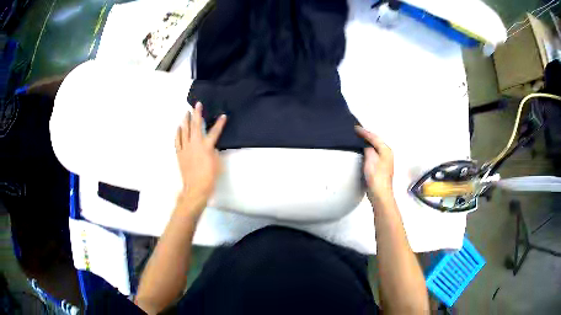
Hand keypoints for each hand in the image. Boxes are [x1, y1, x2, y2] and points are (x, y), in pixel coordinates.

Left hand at [175, 102, 226, 204]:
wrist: (196, 188)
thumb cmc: (209, 177)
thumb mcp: (217, 163)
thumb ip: (214, 152)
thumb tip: (211, 146)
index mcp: (207, 146)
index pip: (214, 132)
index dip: (219, 123)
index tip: (223, 116)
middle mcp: (195, 144)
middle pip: (196, 126)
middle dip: (197, 114)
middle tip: (197, 104)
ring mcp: (185, 148)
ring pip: (184, 131)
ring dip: (186, 120)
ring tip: (186, 113)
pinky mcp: (179, 153)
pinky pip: (177, 140)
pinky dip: (178, 133)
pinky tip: (178, 127)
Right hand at [355, 126, 393, 201]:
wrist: (380, 194)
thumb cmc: (376, 178)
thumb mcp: (370, 159)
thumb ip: (368, 149)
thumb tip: (367, 146)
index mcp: (386, 150)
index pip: (374, 137)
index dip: (364, 132)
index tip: (356, 128)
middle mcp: (387, 154)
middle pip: (377, 141)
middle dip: (367, 136)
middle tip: (358, 131)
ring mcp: (385, 162)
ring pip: (376, 147)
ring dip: (368, 143)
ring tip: (360, 139)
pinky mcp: (382, 168)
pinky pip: (375, 154)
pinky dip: (369, 150)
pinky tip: (365, 152)